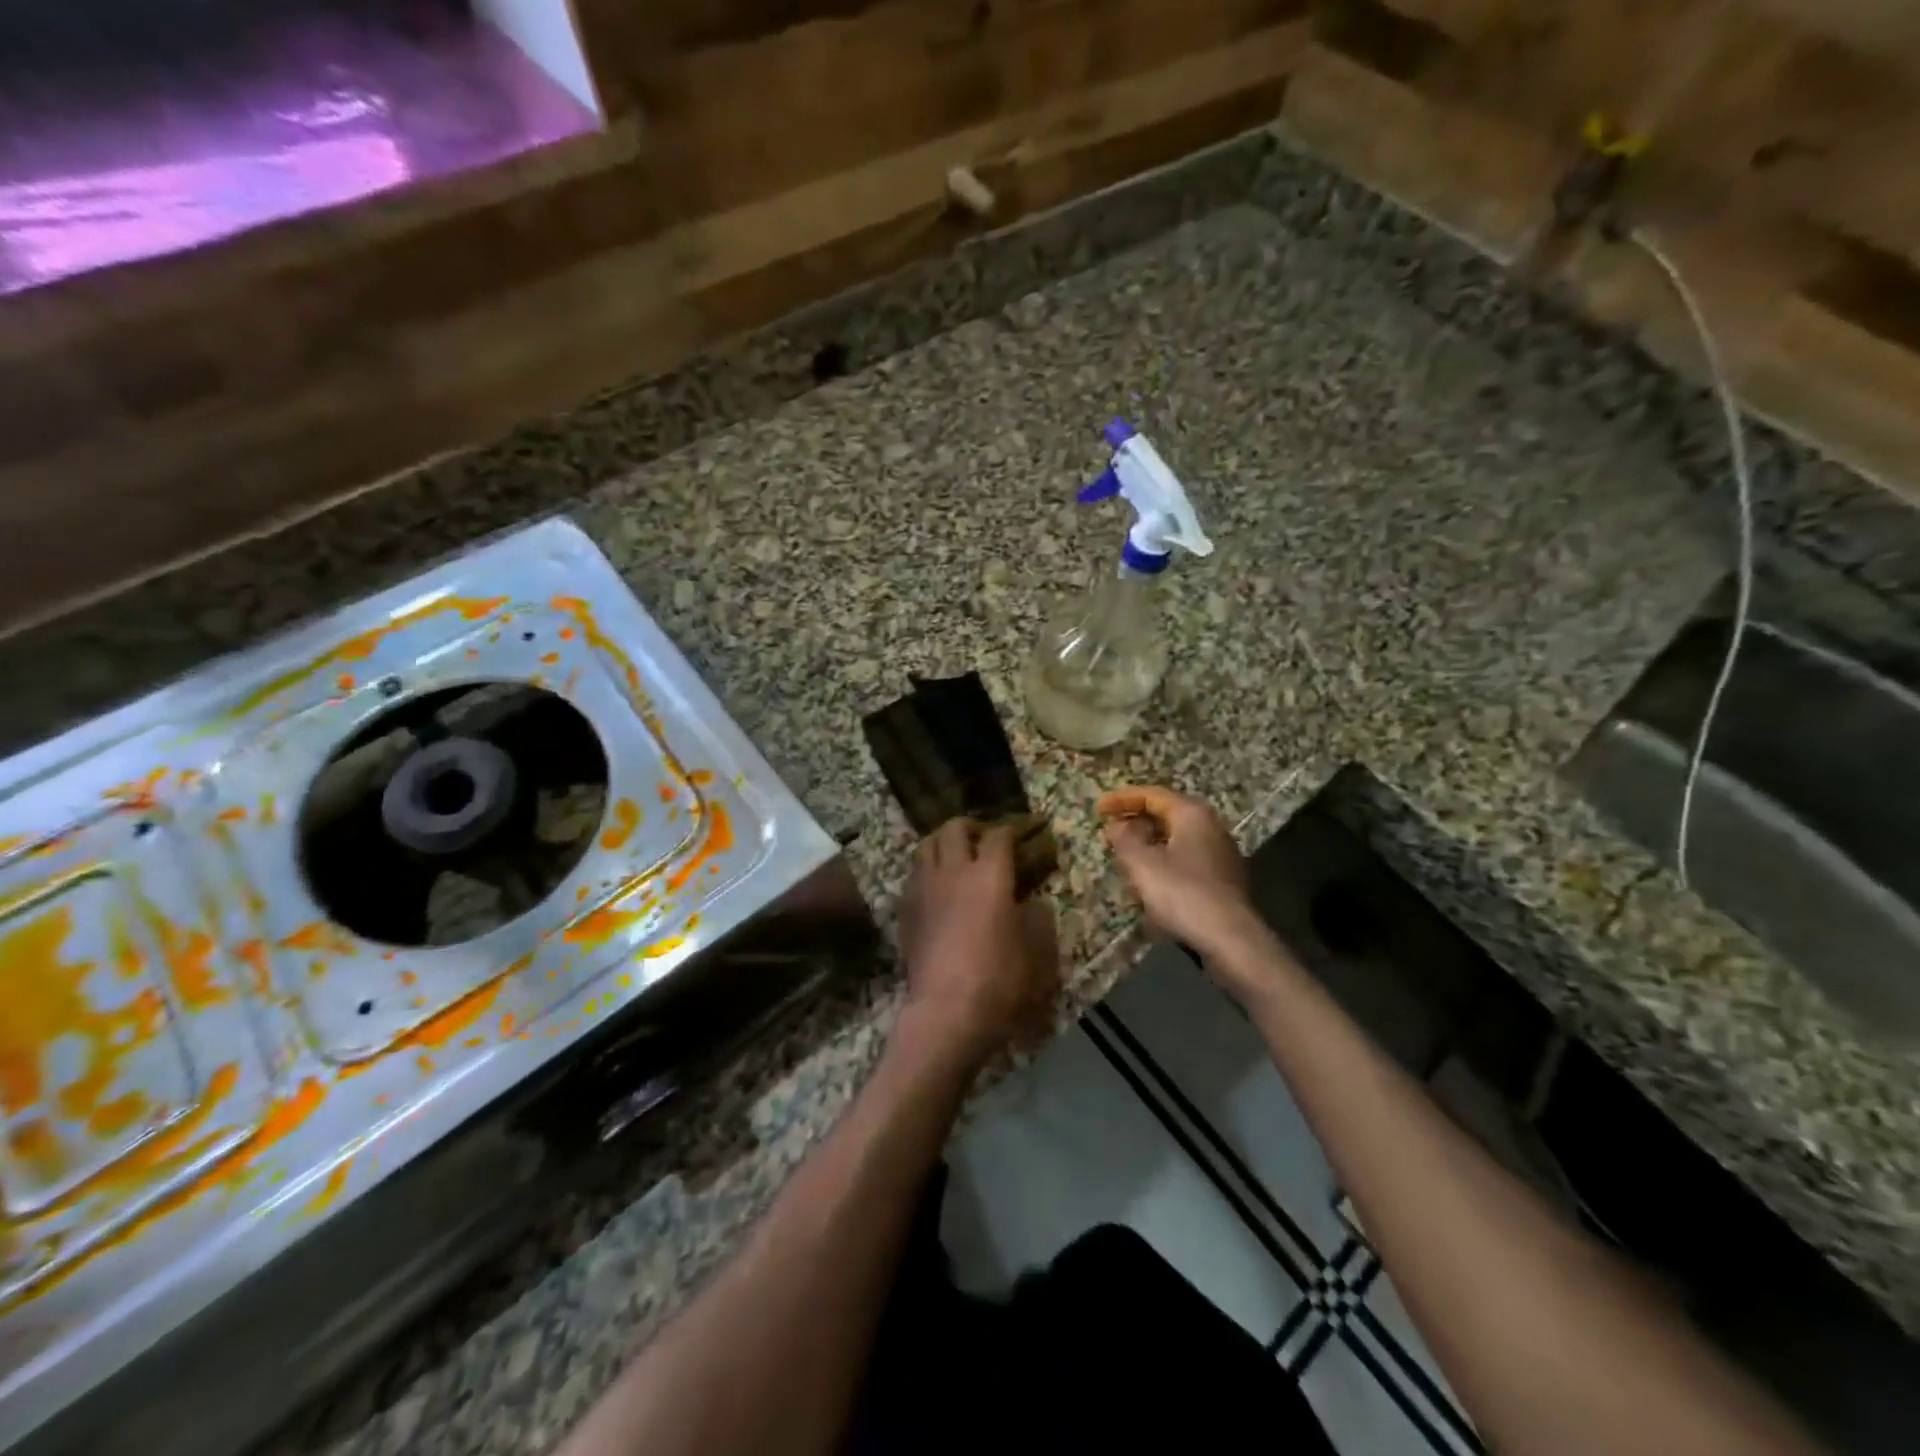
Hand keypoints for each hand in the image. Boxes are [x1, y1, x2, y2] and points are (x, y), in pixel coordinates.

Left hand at [898, 819, 1059, 1066]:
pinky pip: (914, 874)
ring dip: (941, 842)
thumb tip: (1032, 902)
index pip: (999, 835)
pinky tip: (936, 887)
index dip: (1010, 831)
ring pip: (926, 845)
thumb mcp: (1035, 950)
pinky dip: (926, 870)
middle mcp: (953, 870)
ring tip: (953, 856)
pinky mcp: (905, 908)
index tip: (1018, 837)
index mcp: (990, 874)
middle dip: (970, 827)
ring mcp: (924, 887)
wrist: (945, 1010)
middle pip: (954, 828)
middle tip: (982, 839)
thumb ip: (1036, 918)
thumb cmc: (999, 978)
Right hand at [1096, 786, 1266, 967]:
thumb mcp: (1142, 863)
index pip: (1152, 795)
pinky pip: (1185, 857)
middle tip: (1109, 830)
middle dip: (1135, 820)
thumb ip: (1124, 838)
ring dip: (1148, 841)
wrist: (1231, 939)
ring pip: (1176, 837)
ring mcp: (1220, 853)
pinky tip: (1149, 878)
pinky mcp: (1222, 878)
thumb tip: (1116, 825)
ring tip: (1124, 853)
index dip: (1122, 799)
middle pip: (1166, 813)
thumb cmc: (1182, 893)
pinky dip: (1163, 859)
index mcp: (1192, 814)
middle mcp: (1211, 826)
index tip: (1098, 809)